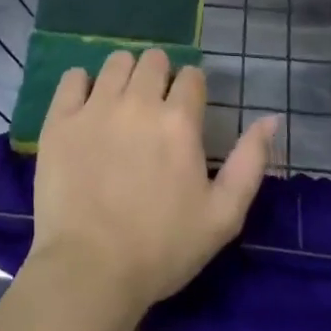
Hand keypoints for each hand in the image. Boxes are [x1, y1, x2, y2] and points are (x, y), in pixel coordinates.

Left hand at [31, 49, 277, 321]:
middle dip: (159, 76)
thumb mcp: (223, 216)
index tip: (186, 111)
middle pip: (153, 59)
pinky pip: (73, 77)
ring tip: (121, 104)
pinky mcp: (60, 119)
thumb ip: (250, 162)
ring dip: (124, 75)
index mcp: (179, 120)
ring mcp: (95, 107)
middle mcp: (138, 101)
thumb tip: (271, 119)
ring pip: (116, 61)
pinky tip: (86, 107)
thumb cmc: (162, 248)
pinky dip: (82, 85)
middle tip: (153, 108)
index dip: (191, 90)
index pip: (191, 76)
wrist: (90, 270)